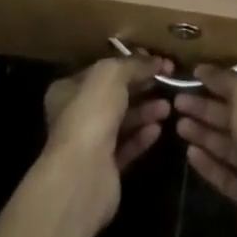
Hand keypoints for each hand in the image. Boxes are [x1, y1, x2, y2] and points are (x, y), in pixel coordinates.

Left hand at [41, 57, 171, 227]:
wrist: (83, 175)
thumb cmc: (91, 114)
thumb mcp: (112, 74)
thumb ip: (134, 64)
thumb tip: (156, 60)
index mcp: (68, 90)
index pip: (101, 70)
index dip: (128, 62)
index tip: (154, 60)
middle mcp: (75, 115)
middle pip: (114, 95)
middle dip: (140, 87)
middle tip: (166, 81)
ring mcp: (89, 143)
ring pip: (122, 121)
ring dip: (145, 111)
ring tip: (168, 106)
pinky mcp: (104, 168)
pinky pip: (127, 146)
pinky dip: (142, 136)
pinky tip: (158, 128)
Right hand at [175, 66, 236, 236]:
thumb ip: (227, 80)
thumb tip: (204, 68)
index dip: (220, 83)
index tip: (192, 78)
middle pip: (233, 118)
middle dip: (205, 108)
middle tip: (177, 102)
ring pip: (227, 146)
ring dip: (203, 133)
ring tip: (177, 124)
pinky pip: (224, 174)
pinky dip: (207, 162)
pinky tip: (189, 153)